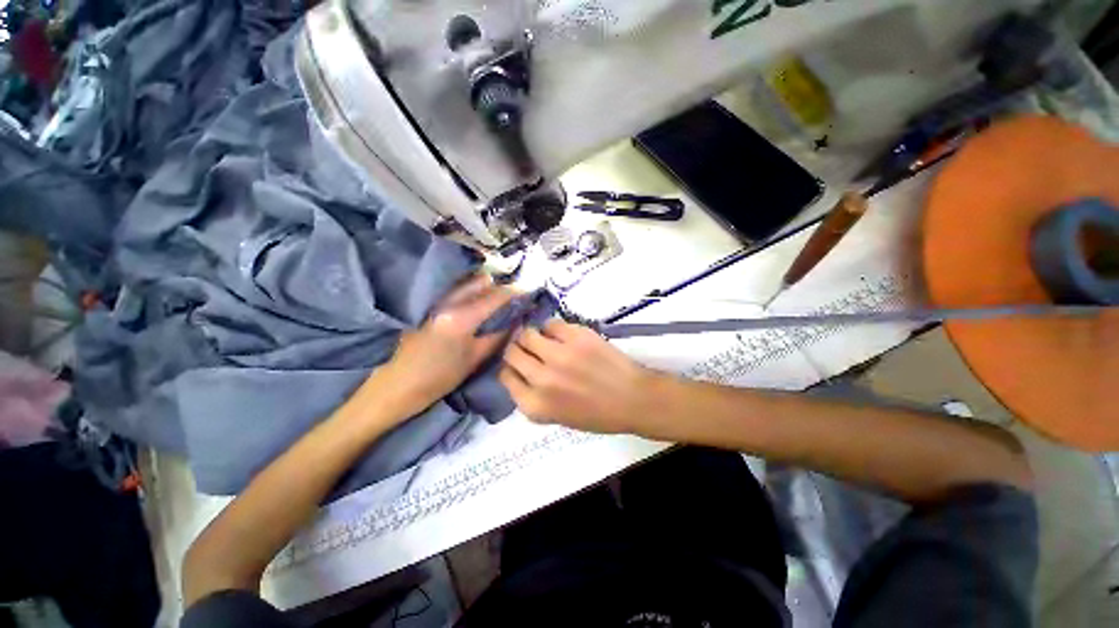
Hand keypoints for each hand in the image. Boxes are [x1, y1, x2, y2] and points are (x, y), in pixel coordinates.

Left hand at [371, 275, 516, 416]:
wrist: (395, 386)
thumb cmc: (438, 378)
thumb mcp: (474, 359)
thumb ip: (498, 336)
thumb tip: (516, 321)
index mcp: (461, 317)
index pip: (495, 296)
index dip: (514, 293)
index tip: (527, 294)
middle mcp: (447, 302)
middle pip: (480, 281)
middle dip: (499, 286)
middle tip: (510, 299)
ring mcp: (435, 301)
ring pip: (467, 283)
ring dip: (484, 288)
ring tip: (495, 302)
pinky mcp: (428, 305)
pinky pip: (455, 291)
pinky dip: (470, 293)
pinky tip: (476, 306)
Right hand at [500, 320, 658, 433]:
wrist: (633, 400)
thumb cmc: (596, 414)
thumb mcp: (556, 417)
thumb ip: (533, 397)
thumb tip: (517, 371)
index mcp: (535, 405)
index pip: (504, 376)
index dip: (510, 367)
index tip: (517, 364)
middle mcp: (542, 379)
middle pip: (511, 352)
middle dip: (517, 349)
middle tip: (529, 348)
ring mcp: (559, 355)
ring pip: (527, 334)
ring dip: (532, 336)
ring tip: (545, 340)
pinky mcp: (577, 337)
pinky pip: (551, 323)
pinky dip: (553, 328)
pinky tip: (563, 336)